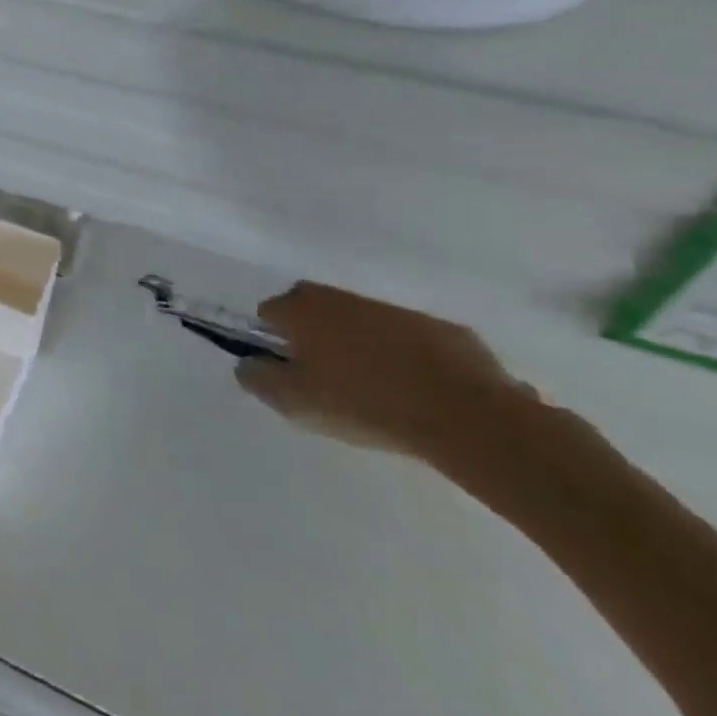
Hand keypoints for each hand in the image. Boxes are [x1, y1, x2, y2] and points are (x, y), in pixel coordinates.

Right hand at [238, 281, 535, 461]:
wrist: (467, 416)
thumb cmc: (363, 403)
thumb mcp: (293, 401)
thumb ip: (257, 378)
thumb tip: (249, 364)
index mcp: (302, 309)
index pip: (269, 312)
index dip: (271, 341)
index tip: (287, 370)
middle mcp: (343, 298)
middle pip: (314, 311)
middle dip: (313, 336)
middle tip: (324, 378)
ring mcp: (396, 312)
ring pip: (361, 324)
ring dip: (359, 347)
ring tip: (374, 392)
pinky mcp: (443, 330)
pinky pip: (408, 342)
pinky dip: (404, 359)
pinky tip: (416, 395)